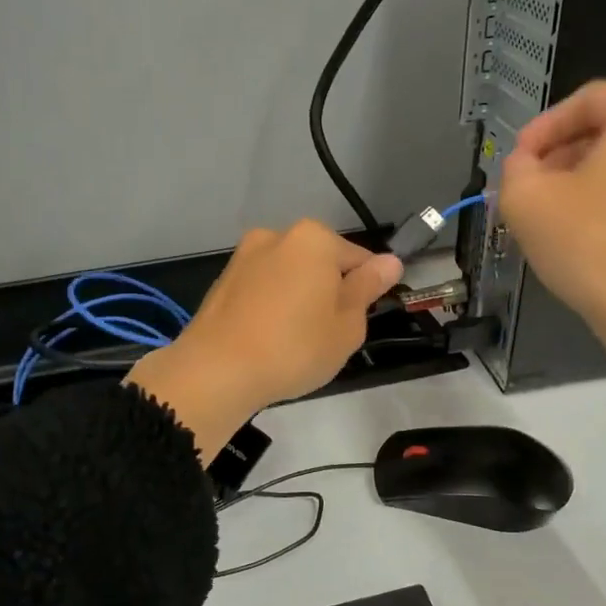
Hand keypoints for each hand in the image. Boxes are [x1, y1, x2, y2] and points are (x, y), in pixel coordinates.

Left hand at [127, 221, 401, 462]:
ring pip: (289, 275)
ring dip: (299, 297)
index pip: (359, 258)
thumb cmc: (294, 348)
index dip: (366, 290)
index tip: (360, 321)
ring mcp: (245, 256)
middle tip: (329, 335)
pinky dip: (272, 305)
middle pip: (320, 262)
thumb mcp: (347, 325)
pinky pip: (262, 288)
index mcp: (314, 238)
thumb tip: (389, 262)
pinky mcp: (223, 280)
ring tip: (295, 341)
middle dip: (329, 291)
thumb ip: (367, 288)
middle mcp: (277, 235)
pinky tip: (269, 338)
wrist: (216, 370)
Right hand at [498, 81, 605, 356]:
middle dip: (561, 155)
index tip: (517, 158)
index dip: (542, 126)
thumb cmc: (588, 244)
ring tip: (548, 213)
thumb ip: (515, 167)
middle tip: (528, 186)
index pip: (587, 100)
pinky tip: (581, 234)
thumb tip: (525, 166)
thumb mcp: (525, 198)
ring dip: (582, 181)